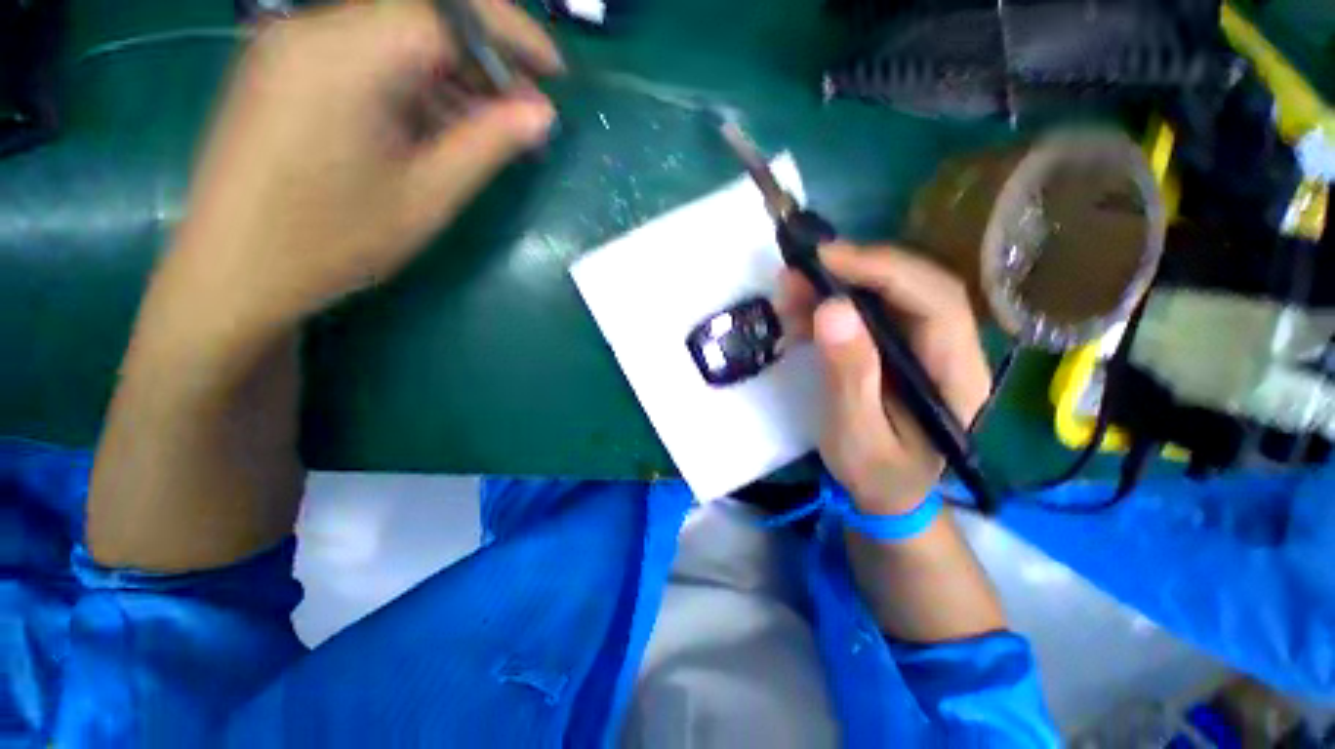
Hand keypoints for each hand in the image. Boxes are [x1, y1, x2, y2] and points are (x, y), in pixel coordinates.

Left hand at [150, 1, 561, 347]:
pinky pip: (365, 55)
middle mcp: (314, 29)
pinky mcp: (285, 69)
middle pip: (419, 15)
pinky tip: (440, 124)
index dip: (511, 33)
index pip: (446, 11)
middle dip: (484, 56)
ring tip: (491, 127)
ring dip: (452, 73)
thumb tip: (542, 114)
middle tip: (525, 110)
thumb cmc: (332, 241)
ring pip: (394, 35)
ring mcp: (293, 46)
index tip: (554, 71)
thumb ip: (488, 144)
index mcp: (346, 56)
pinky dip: (414, 81)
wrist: (233, 273)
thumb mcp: (426, 196)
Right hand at [778, 243, 991, 515]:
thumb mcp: (857, 434)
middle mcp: (949, 349)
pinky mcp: (897, 346)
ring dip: (838, 283)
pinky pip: (869, 310)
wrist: (887, 491)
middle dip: (857, 269)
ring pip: (889, 292)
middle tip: (800, 269)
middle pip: (916, 285)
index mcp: (955, 375)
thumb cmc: (877, 473)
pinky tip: (800, 312)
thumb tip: (831, 310)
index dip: (884, 271)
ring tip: (790, 290)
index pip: (936, 301)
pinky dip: (831, 303)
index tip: (827, 260)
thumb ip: (849, 377)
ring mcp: (924, 345)